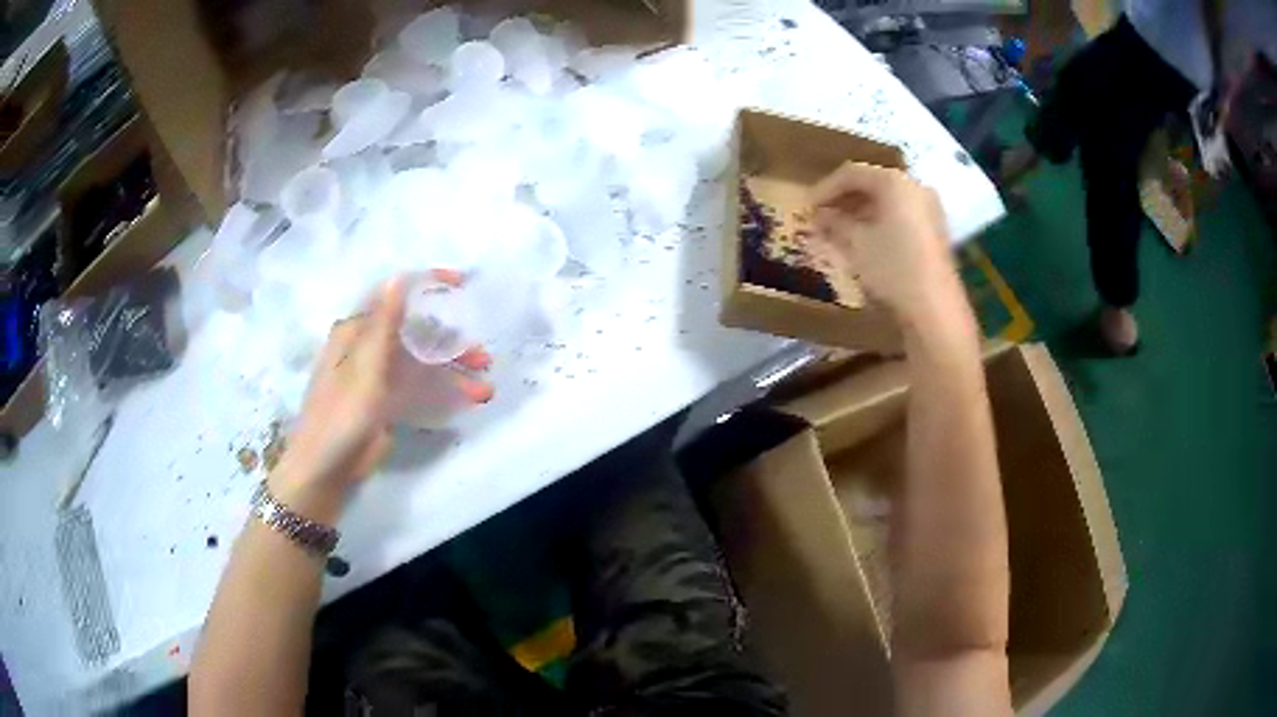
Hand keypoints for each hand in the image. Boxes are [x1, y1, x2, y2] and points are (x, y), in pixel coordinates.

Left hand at [271, 271, 492, 520]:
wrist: (324, 469)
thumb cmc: (340, 414)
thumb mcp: (364, 368)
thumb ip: (384, 324)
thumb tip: (398, 277)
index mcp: (357, 332)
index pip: (395, 299)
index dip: (427, 287)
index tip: (461, 285)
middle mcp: (368, 349)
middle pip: (416, 335)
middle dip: (451, 344)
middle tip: (483, 356)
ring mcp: (378, 378)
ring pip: (422, 365)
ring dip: (452, 374)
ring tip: (484, 388)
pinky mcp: (386, 404)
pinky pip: (419, 391)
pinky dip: (442, 394)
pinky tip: (467, 400)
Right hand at [809, 162, 964, 329]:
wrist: (935, 309)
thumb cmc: (892, 268)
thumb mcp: (856, 244)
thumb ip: (834, 223)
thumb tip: (819, 215)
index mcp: (895, 182)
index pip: (852, 173)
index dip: (825, 188)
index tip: (806, 207)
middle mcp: (914, 187)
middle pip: (872, 184)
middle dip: (843, 200)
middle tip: (820, 217)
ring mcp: (928, 208)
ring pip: (887, 201)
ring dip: (860, 212)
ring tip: (837, 230)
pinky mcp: (934, 231)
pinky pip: (900, 215)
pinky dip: (879, 222)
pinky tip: (863, 241)